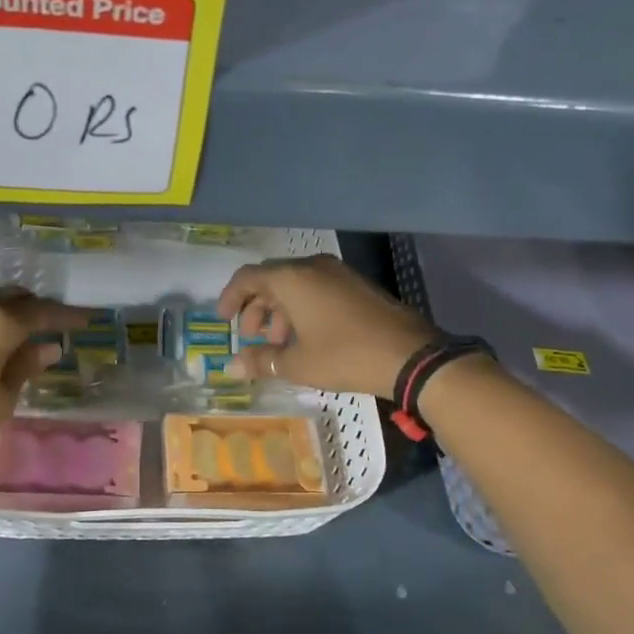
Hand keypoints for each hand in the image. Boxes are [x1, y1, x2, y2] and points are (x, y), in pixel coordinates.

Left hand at [0, 289, 88, 478]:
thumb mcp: (0, 399)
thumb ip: (25, 367)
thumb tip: (47, 347)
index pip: (40, 312)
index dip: (66, 316)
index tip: (86, 318)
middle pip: (10, 300)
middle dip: (33, 310)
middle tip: (51, 327)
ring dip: (4, 320)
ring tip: (17, 342)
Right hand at [218, 255, 439, 397]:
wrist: (410, 356)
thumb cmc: (345, 356)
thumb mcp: (298, 363)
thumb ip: (261, 361)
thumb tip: (231, 367)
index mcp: (293, 279)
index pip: (248, 277)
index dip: (230, 298)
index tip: (223, 320)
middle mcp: (313, 267)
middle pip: (272, 279)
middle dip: (256, 307)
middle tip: (252, 337)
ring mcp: (339, 273)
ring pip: (296, 284)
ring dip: (280, 310)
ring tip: (279, 343)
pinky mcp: (357, 285)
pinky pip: (317, 288)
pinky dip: (302, 308)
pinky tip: (306, 337)